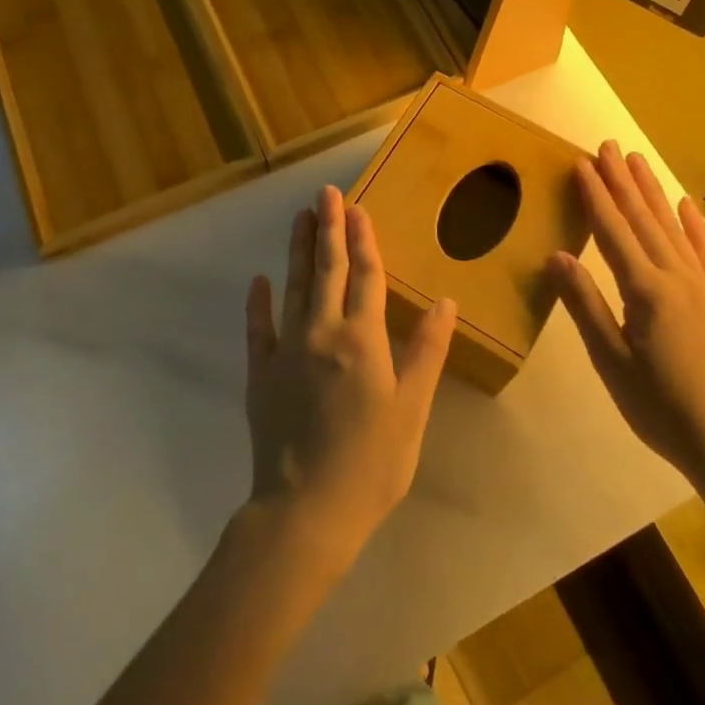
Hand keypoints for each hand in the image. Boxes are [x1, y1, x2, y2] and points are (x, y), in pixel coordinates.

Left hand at [243, 186, 456, 572]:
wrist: (305, 511)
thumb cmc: (371, 462)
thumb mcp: (411, 409)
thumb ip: (426, 352)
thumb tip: (446, 302)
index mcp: (362, 339)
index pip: (365, 276)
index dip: (363, 240)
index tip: (357, 207)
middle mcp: (322, 333)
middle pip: (327, 271)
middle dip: (328, 229)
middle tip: (324, 193)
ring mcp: (286, 351)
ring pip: (294, 288)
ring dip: (298, 251)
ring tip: (300, 218)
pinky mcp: (261, 373)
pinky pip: (259, 328)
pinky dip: (259, 303)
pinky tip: (259, 281)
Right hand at [549, 143, 704, 477]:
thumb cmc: (658, 405)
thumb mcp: (610, 360)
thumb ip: (585, 304)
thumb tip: (557, 255)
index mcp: (645, 290)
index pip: (613, 231)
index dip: (595, 196)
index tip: (582, 162)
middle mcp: (676, 276)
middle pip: (643, 219)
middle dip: (622, 180)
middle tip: (608, 145)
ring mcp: (703, 285)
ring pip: (672, 227)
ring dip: (653, 191)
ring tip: (637, 160)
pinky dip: (694, 225)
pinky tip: (685, 205)